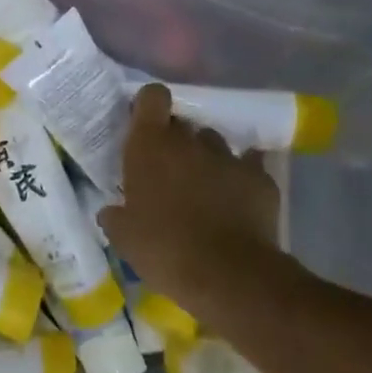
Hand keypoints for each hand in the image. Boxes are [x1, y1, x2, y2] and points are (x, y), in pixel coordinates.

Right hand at [99, 84, 301, 310]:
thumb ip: (115, 215)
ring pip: (214, 143)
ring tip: (203, 187)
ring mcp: (228, 156)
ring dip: (206, 158)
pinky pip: (248, 165)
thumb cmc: (163, 249)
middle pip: (182, 123)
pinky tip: (236, 197)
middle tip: (168, 169)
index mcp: (150, 146)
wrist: (228, 274)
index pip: (152, 97)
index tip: (144, 126)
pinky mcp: (260, 177)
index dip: (149, 106)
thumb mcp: (123, 237)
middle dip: (175, 139)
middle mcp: (189, 141)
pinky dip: (240, 176)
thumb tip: (111, 211)